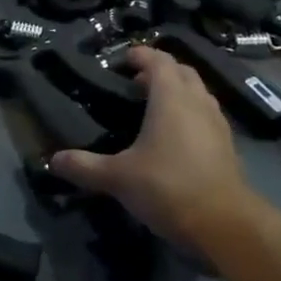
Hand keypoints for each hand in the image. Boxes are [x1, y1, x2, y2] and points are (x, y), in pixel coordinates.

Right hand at [49, 46, 262, 254]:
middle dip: (160, 71)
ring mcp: (217, 124)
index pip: (159, 61)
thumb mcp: (117, 177)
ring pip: (198, 93)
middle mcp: (197, 103)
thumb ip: (84, 166)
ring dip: (178, 91)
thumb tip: (53, 160)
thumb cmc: (168, 187)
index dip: (141, 55)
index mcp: (171, 98)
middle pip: (182, 72)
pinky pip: (206, 115)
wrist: (226, 225)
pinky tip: (174, 137)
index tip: (123, 58)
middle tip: (135, 83)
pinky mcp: (227, 146)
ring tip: (153, 107)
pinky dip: (189, 113)